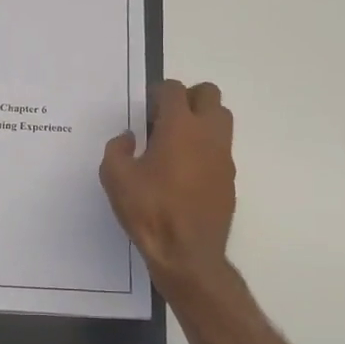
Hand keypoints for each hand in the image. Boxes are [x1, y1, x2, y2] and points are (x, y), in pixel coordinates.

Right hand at [101, 80, 235, 288]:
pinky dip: (206, 148)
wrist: (187, 253)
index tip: (146, 108)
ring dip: (201, 120)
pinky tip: (185, 171)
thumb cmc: (149, 211)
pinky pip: (221, 148)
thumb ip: (117, 149)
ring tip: (177, 142)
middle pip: (208, 94)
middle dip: (187, 98)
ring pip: (221, 119)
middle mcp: (207, 134)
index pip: (174, 90)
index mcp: (179, 127)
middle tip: (165, 118)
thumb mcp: (115, 178)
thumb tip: (130, 138)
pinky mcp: (229, 177)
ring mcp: (223, 156)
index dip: (158, 93)